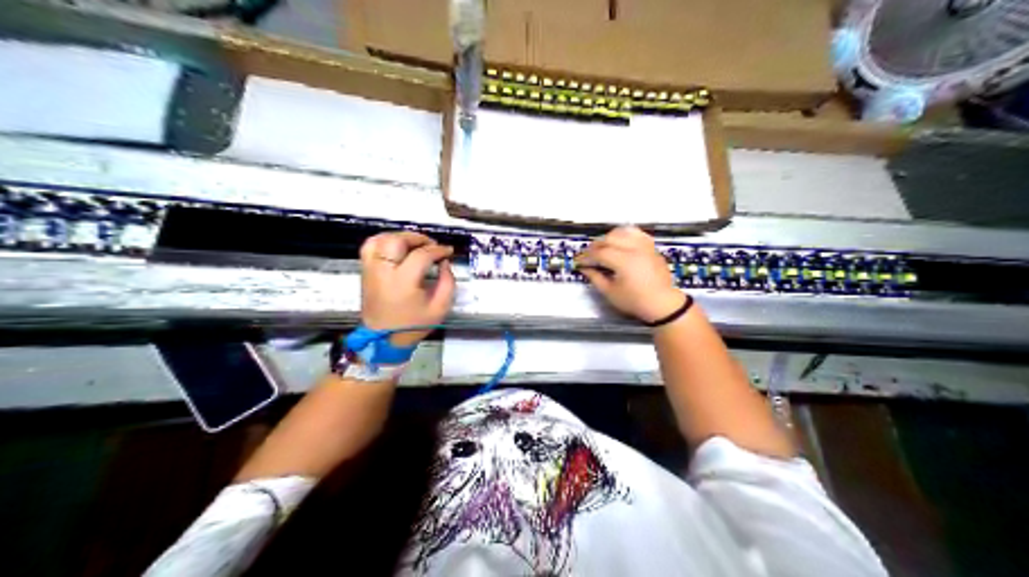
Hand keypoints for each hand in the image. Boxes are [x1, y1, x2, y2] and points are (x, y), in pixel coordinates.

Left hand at [361, 229, 456, 346]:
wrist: (384, 340)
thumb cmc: (413, 325)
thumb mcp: (440, 308)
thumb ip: (448, 282)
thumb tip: (444, 262)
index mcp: (403, 283)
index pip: (421, 255)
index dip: (438, 250)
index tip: (448, 252)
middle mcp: (383, 272)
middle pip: (397, 241)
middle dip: (418, 239)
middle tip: (431, 245)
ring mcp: (371, 270)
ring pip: (381, 240)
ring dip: (400, 237)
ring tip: (414, 244)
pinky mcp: (365, 271)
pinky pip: (370, 246)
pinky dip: (383, 240)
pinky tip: (396, 246)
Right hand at [575, 226, 684, 323]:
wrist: (662, 303)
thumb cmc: (635, 301)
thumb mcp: (611, 293)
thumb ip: (595, 278)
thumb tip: (584, 268)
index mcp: (624, 262)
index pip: (599, 253)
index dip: (586, 257)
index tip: (578, 262)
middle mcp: (634, 249)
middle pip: (609, 239)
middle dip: (595, 246)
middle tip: (588, 256)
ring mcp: (644, 245)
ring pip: (622, 232)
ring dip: (608, 238)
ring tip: (602, 248)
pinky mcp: (651, 246)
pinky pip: (635, 233)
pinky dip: (624, 234)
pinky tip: (619, 242)